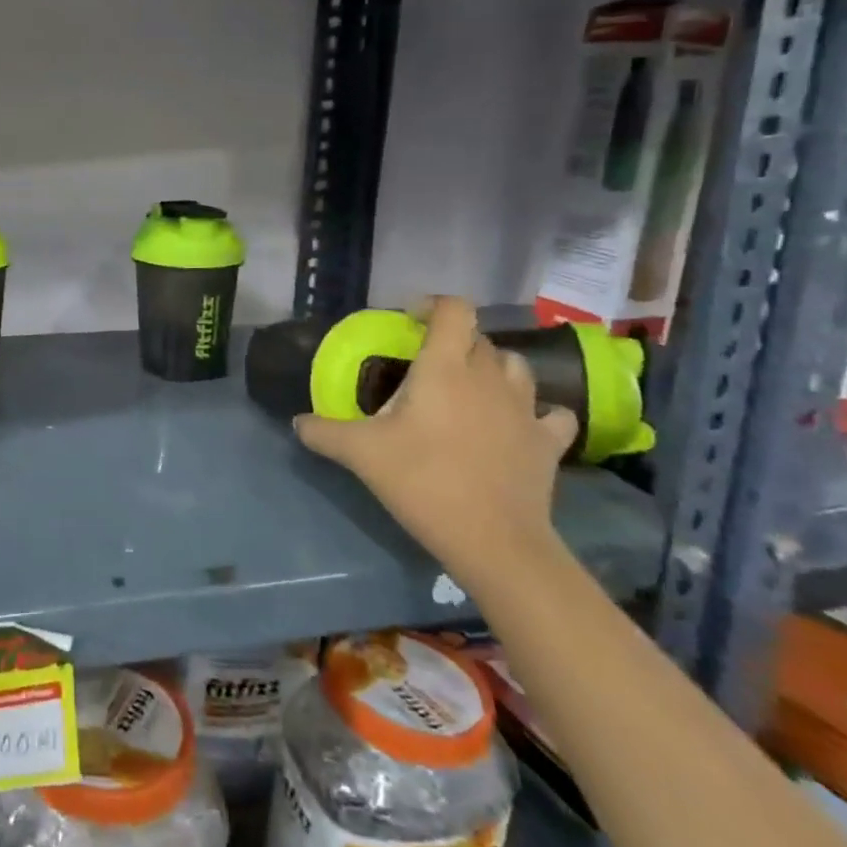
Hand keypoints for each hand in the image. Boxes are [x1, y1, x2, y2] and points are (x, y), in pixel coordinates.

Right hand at [293, 297, 576, 601]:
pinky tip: (519, 424)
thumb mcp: (360, 454)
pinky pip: (550, 412)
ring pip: (516, 367)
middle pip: (479, 339)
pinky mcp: (548, 441)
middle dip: (453, 343)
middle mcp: (489, 376)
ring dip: (493, 369)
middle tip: (426, 368)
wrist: (493, 540)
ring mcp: (525, 408)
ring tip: (470, 390)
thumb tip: (296, 422)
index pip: (454, 310)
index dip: (433, 305)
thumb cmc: (423, 481)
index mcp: (445, 367)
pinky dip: (536, 411)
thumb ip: (323, 432)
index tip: (410, 321)